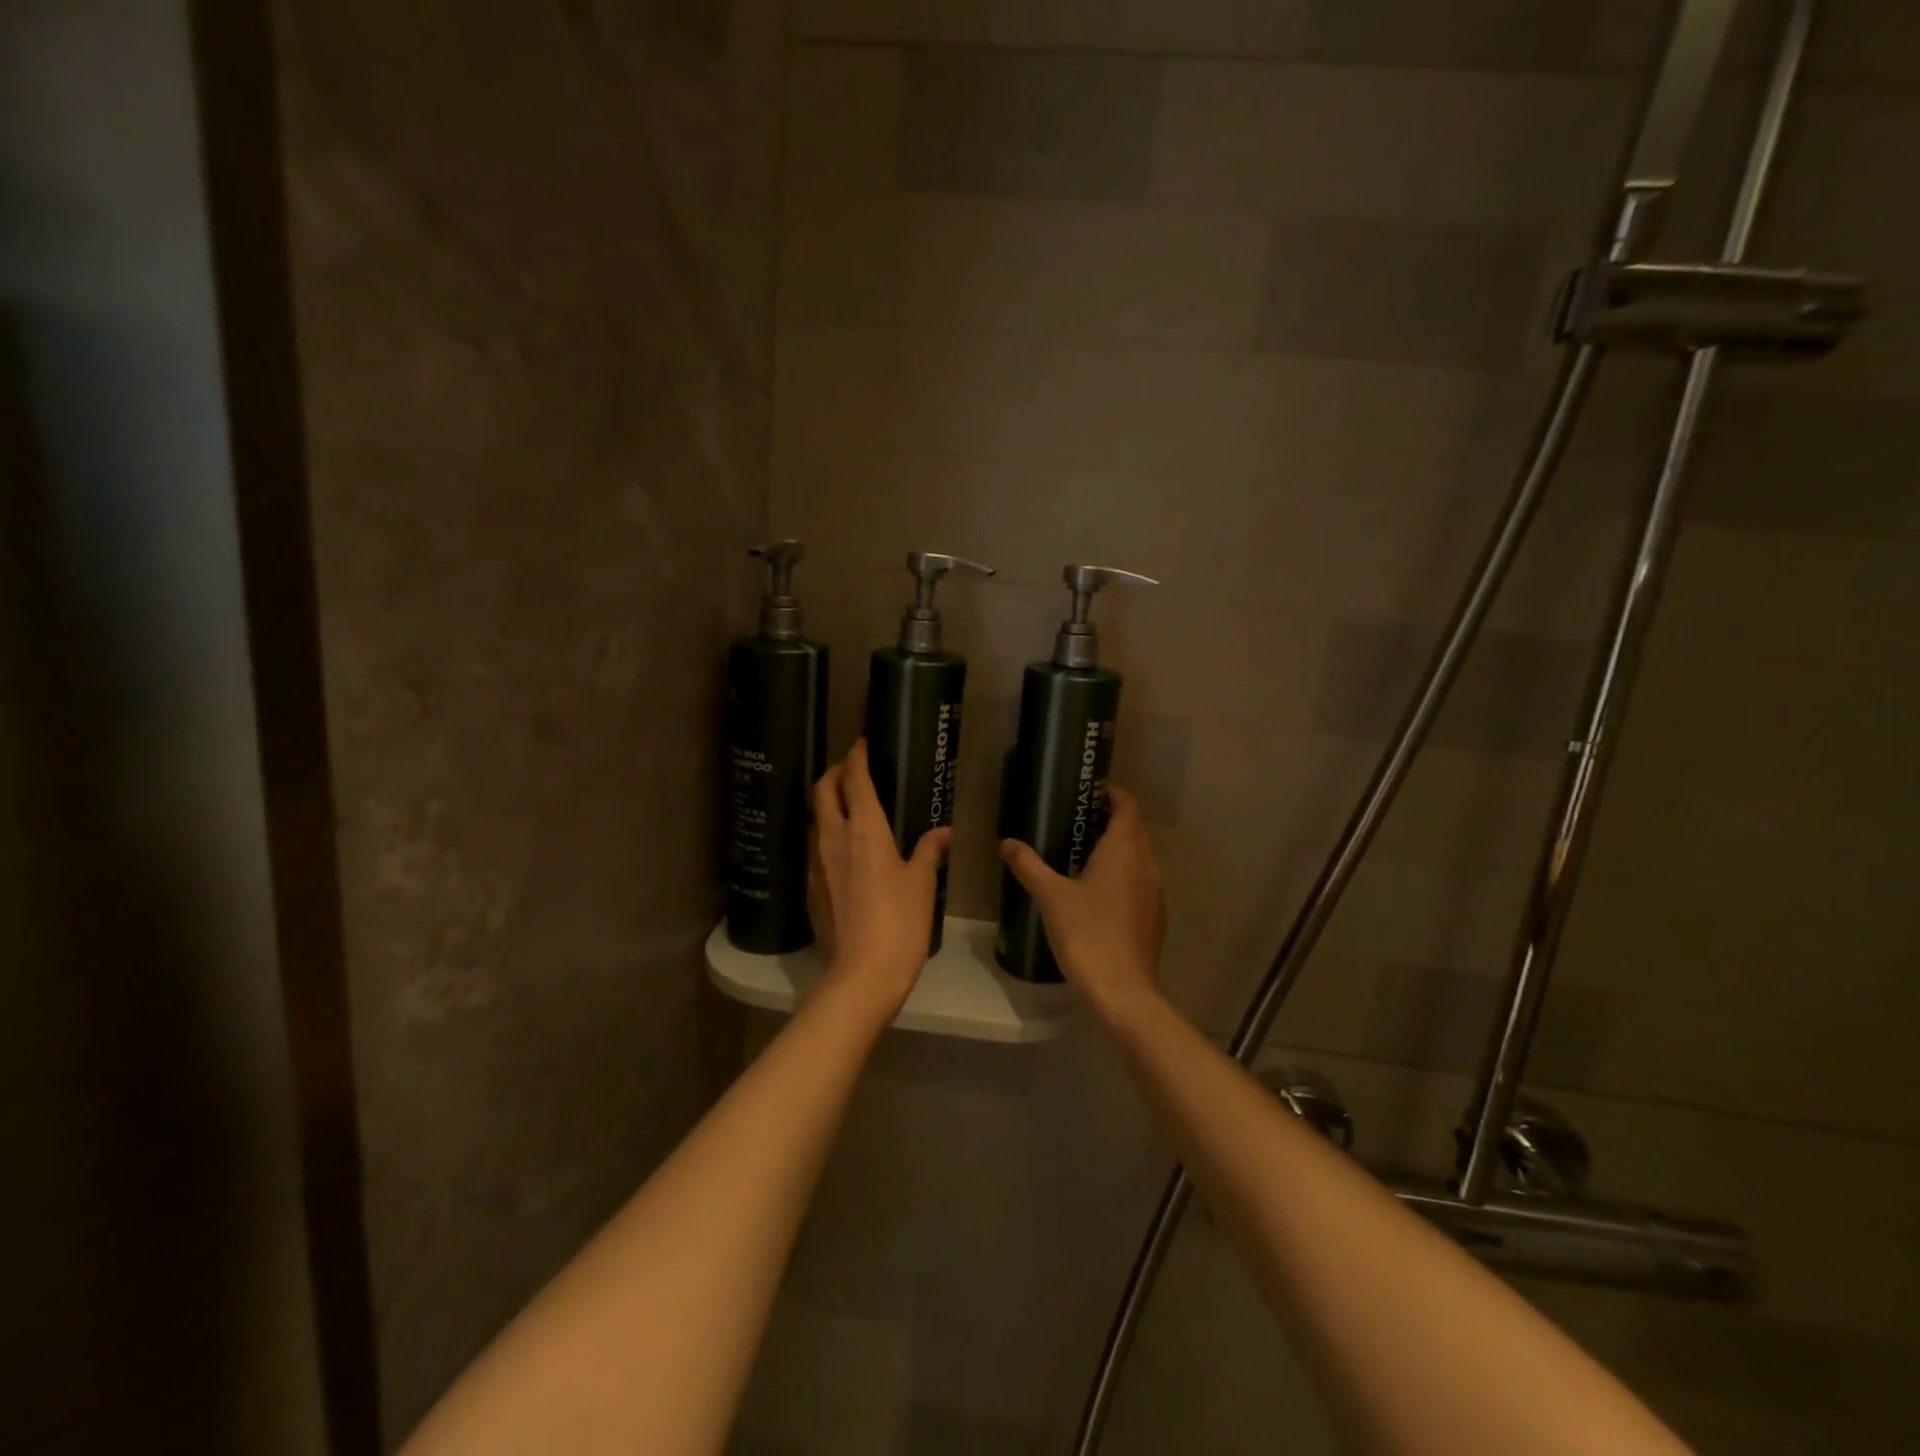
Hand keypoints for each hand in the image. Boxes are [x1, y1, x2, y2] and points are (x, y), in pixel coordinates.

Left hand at [810, 740, 950, 1017]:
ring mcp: (816, 864)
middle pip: (823, 791)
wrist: (861, 975)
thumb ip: (929, 851)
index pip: (855, 779)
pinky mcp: (809, 888)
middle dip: (834, 772)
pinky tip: (843, 852)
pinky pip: (815, 849)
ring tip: (848, 807)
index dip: (856, 757)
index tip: (861, 742)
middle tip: (851, 769)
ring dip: (828, 804)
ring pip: (816, 819)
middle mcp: (833, 838)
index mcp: (865, 830)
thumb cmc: (900, 923)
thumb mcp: (922, 884)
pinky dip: (827, 835)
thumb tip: (943, 832)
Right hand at [1000, 785, 1165, 1021]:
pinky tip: (1094, 894)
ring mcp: (1154, 893)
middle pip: (1133, 830)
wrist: (1121, 991)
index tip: (1088, 792)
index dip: (1112, 794)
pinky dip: (1120, 876)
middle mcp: (1146, 865)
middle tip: (1074, 821)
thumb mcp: (1050, 896)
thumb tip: (1007, 843)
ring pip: (1137, 858)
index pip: (1127, 807)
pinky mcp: (1154, 918)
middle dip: (1108, 821)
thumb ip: (1028, 865)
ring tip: (1079, 855)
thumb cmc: (1086, 933)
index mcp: (1124, 850)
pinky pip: (1138, 883)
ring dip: (1115, 850)